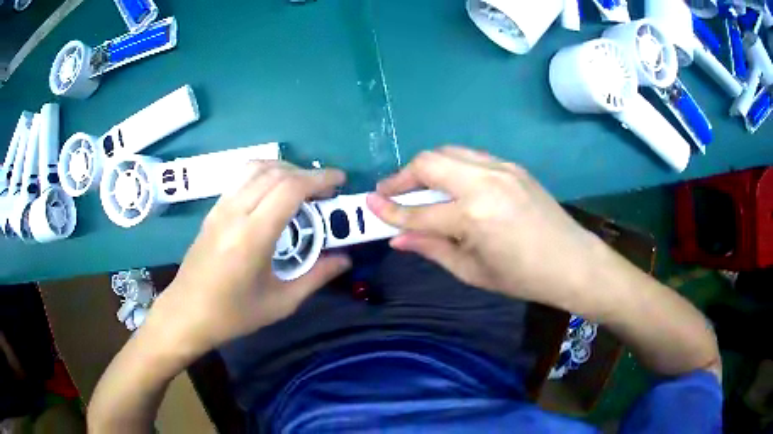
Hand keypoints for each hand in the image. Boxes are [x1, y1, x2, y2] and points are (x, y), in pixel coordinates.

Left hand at [148, 162, 350, 353]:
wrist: (186, 313)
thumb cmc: (233, 314)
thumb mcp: (280, 303)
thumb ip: (315, 277)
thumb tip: (345, 259)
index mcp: (252, 236)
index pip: (289, 189)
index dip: (319, 179)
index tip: (339, 181)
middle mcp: (235, 212)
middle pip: (275, 173)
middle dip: (306, 173)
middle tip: (326, 189)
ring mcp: (220, 208)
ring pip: (256, 168)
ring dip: (285, 168)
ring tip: (302, 185)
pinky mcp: (213, 210)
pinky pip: (241, 178)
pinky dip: (265, 173)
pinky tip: (274, 191)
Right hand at [367, 146, 606, 308]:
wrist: (573, 261)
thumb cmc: (523, 277)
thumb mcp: (472, 272)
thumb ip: (431, 249)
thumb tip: (397, 238)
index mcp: (474, 216)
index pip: (419, 212)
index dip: (390, 210)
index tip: (369, 204)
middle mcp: (484, 182)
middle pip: (429, 162)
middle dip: (402, 176)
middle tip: (390, 192)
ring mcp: (501, 168)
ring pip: (448, 152)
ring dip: (426, 166)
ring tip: (416, 186)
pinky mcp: (512, 165)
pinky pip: (470, 156)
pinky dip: (451, 166)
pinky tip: (450, 185)